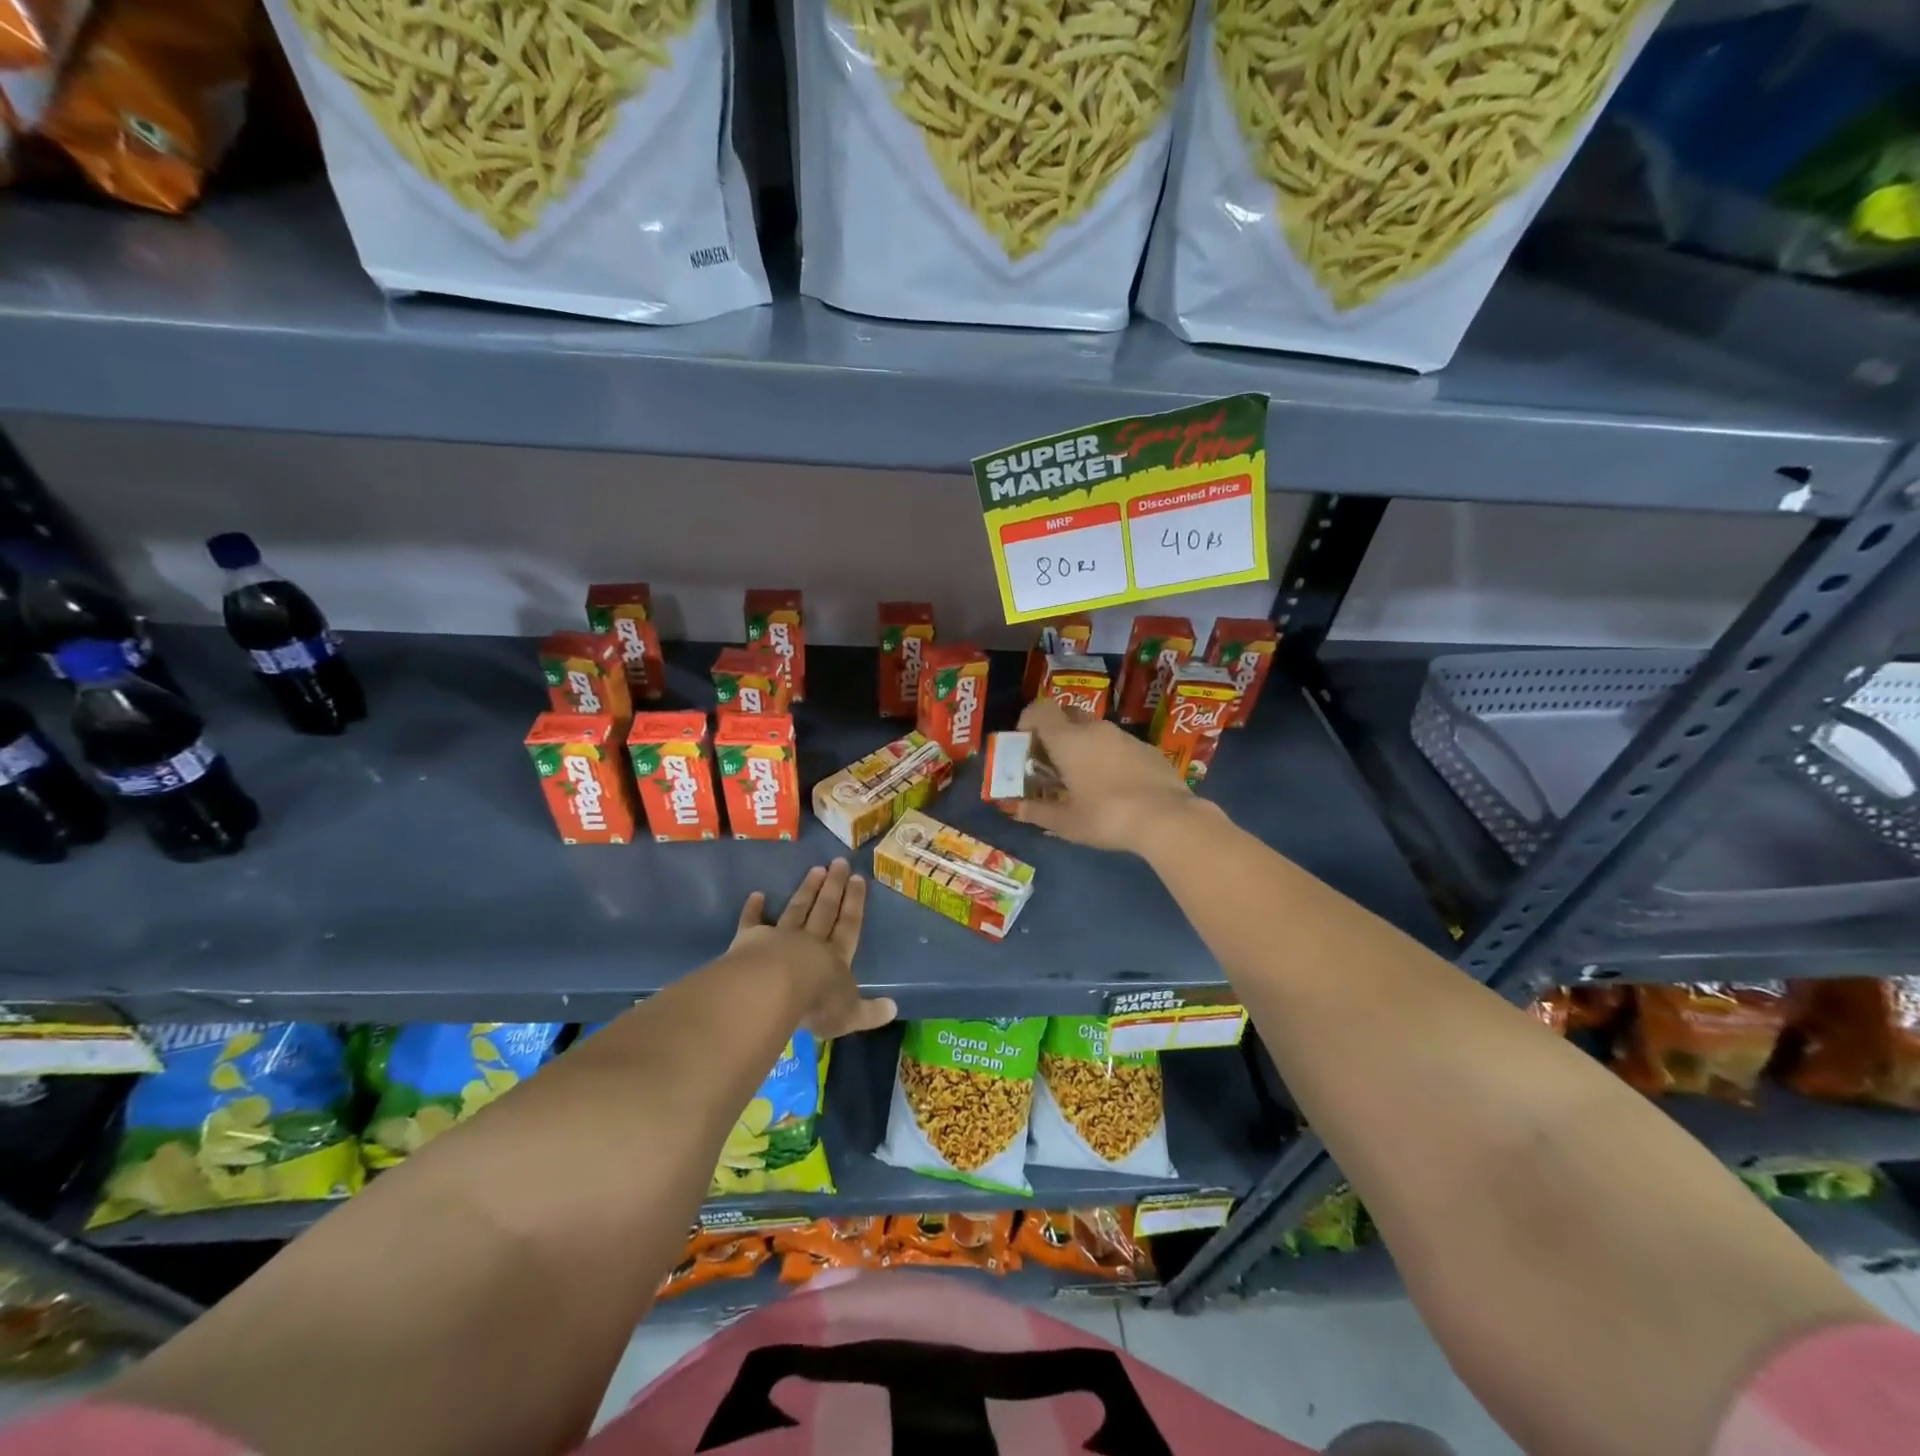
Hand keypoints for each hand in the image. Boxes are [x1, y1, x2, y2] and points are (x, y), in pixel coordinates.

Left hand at [730, 859, 896, 1039]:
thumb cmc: (816, 1003)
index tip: (858, 878)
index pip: (849, 925)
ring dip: (807, 890)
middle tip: (839, 862)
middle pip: (825, 909)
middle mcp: (810, 941)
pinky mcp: (750, 939)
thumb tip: (894, 1009)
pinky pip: (752, 921)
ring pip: (797, 909)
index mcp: (836, 957)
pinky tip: (756, 895)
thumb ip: (870, 1012)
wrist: (772, 990)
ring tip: (815, 869)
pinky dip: (754, 908)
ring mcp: (779, 937)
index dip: (855, 902)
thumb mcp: (849, 1014)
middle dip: (833, 886)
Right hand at [1012, 697, 1204, 852]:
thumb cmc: (1106, 817)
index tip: (1025, 744)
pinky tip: (1116, 786)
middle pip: (1068, 717)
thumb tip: (1018, 809)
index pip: (1040, 710)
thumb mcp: (1066, 823)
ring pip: (1095, 731)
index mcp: (1068, 740)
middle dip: (1056, 734)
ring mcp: (1125, 737)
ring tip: (1084, 779)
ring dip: (1084, 747)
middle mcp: (1095, 729)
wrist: (1166, 818)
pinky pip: (1119, 745)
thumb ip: (1038, 812)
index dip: (1028, 721)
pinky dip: (1110, 757)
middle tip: (1053, 763)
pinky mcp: (1148, 749)